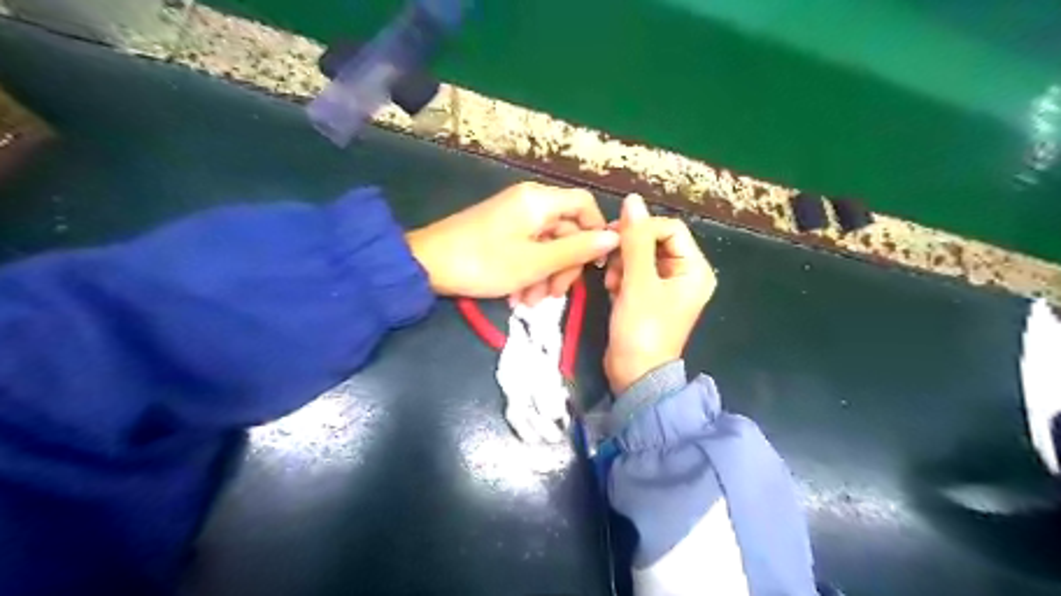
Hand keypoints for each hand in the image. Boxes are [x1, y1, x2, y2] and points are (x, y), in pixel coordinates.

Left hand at [407, 180, 623, 302]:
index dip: (595, 233)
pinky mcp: (501, 232)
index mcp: (540, 200)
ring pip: (547, 245)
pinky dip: (528, 273)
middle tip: (554, 296)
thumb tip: (614, 237)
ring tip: (529, 302)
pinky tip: (517, 297)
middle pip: (566, 230)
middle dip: (564, 266)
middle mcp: (529, 202)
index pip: (584, 205)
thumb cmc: (484, 262)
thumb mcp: (536, 262)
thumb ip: (577, 250)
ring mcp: (513, 218)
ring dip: (545, 275)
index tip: (593, 265)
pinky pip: (527, 250)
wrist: (426, 265)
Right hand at [600, 193, 717, 392]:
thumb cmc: (642, 329)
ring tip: (612, 283)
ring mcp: (667, 286)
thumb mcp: (638, 282)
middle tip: (611, 265)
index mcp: (694, 269)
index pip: (669, 228)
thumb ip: (635, 240)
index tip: (614, 238)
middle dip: (629, 250)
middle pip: (654, 241)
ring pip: (641, 256)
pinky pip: (635, 272)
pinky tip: (612, 290)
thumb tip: (632, 200)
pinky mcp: (650, 296)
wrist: (633, 374)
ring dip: (622, 264)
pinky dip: (621, 277)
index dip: (641, 228)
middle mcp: (685, 274)